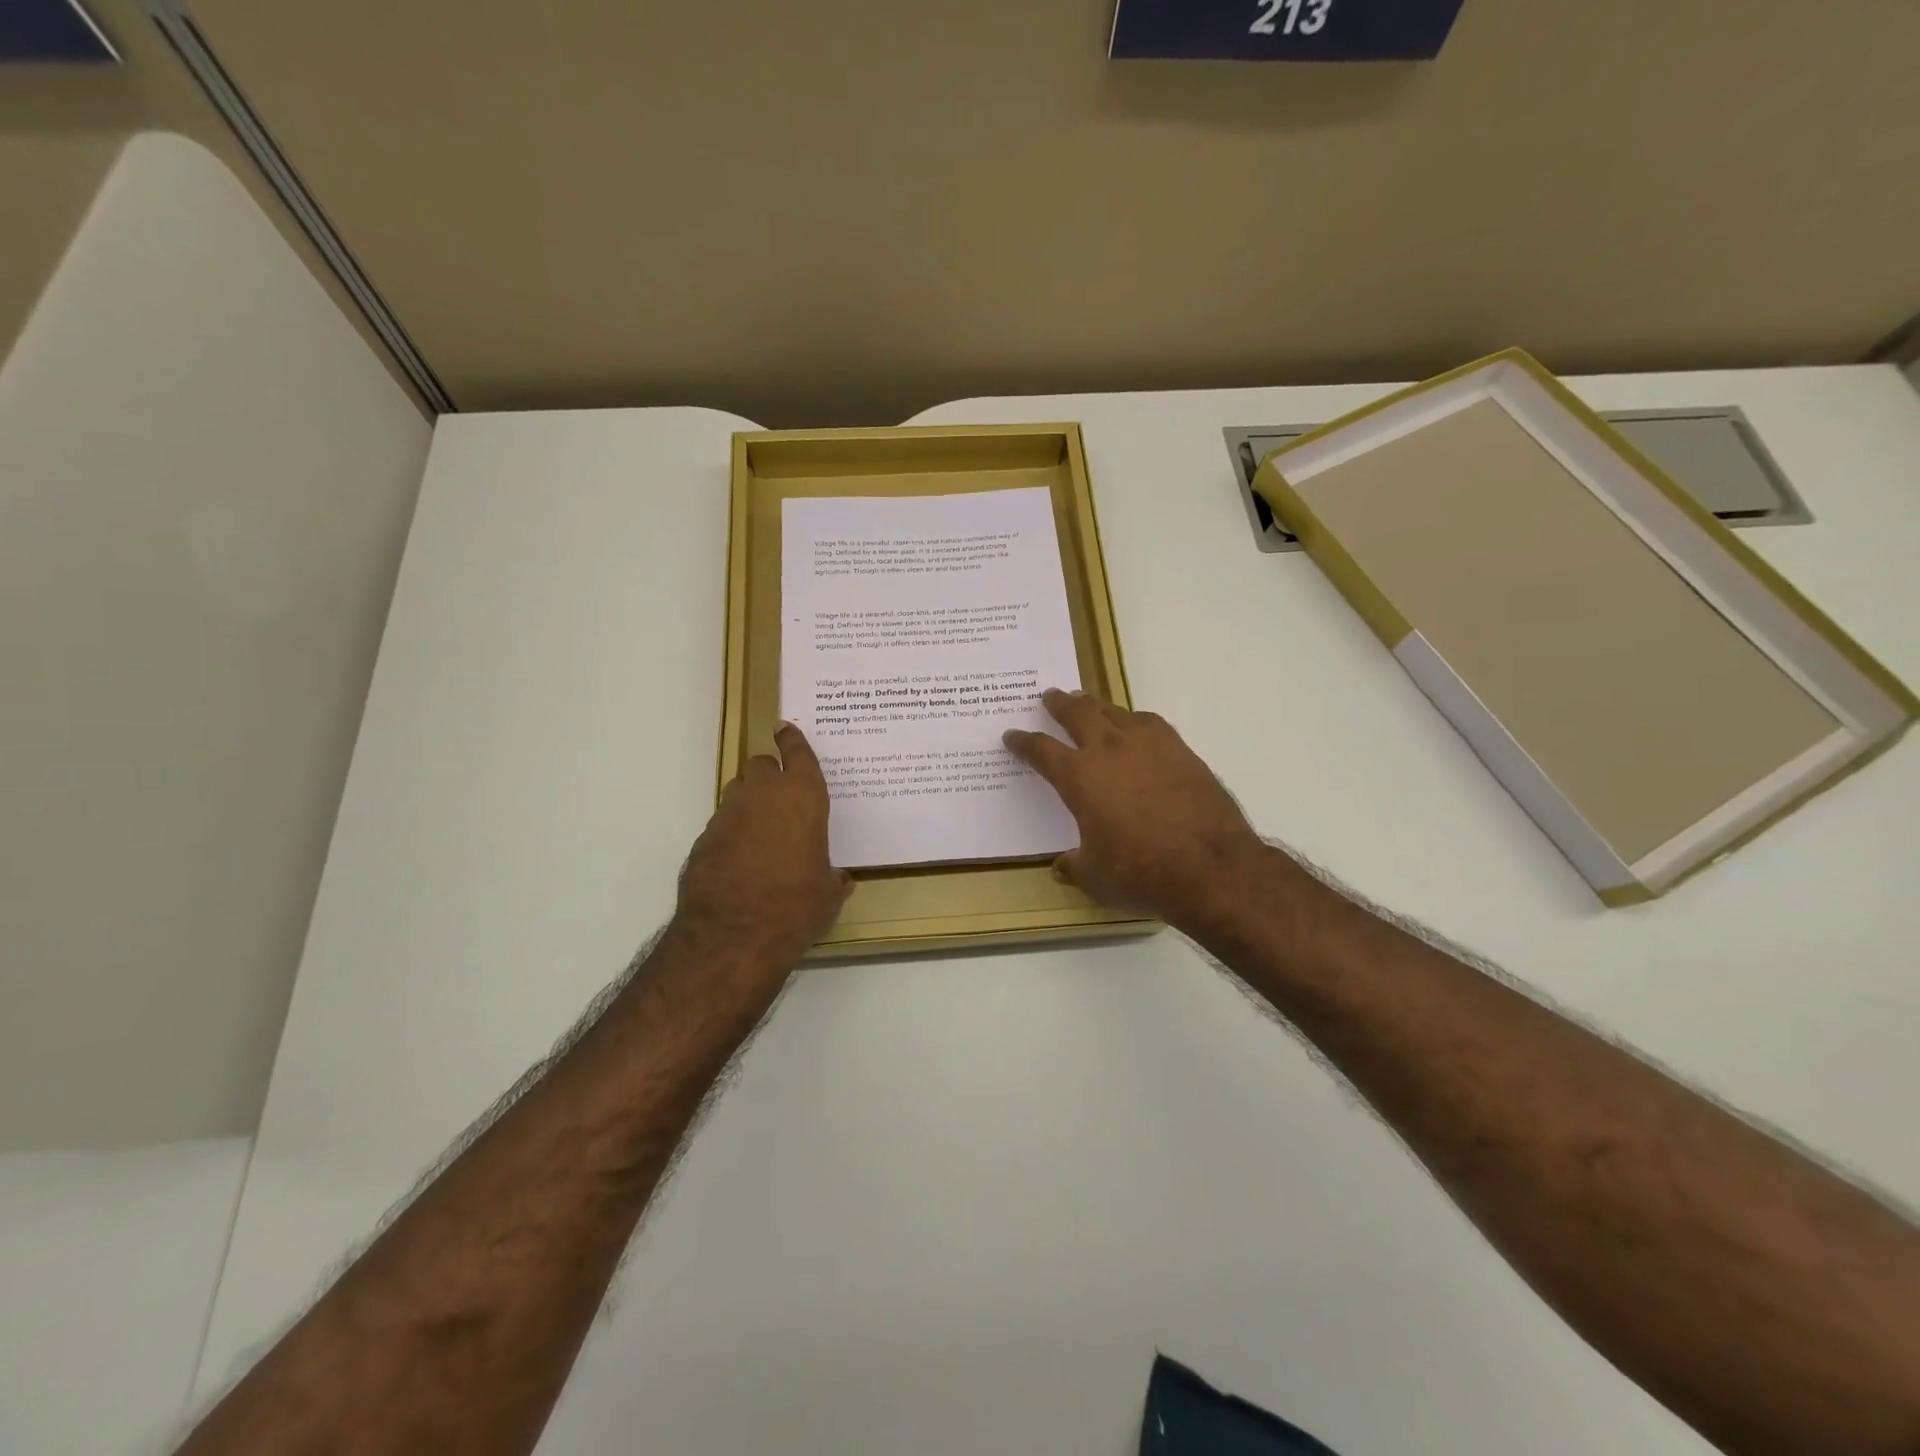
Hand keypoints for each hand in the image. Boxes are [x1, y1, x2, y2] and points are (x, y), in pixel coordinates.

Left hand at [673, 723, 851, 980]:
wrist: (734, 935)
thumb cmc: (797, 906)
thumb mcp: (828, 893)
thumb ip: (833, 877)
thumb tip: (840, 879)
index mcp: (802, 797)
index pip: (797, 753)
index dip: (792, 739)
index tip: (785, 728)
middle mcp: (762, 795)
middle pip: (761, 764)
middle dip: (770, 773)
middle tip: (782, 795)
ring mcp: (727, 814)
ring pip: (737, 791)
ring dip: (749, 801)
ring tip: (762, 829)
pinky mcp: (703, 839)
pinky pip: (722, 824)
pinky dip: (732, 832)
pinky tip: (741, 859)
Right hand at [1004, 690, 1267, 932]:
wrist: (1209, 867)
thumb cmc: (1140, 874)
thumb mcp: (1095, 878)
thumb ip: (1074, 866)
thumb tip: (1061, 866)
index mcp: (1079, 777)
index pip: (1041, 751)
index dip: (1023, 742)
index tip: (1012, 736)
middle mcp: (1109, 751)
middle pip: (1078, 714)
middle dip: (1059, 704)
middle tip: (1049, 696)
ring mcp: (1148, 746)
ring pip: (1114, 712)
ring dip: (1096, 705)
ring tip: (1088, 702)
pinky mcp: (1180, 750)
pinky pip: (1150, 723)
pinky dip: (1134, 720)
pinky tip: (1136, 726)